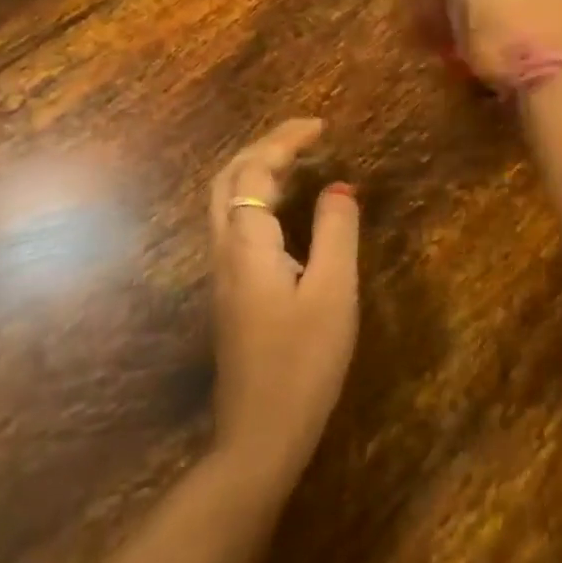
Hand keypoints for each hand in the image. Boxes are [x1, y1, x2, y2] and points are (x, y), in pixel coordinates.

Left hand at [208, 118, 358, 490]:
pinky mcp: (231, 294)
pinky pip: (235, 224)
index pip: (254, 171)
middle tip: (304, 137)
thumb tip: (338, 186)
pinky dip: (256, 197)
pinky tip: (285, 209)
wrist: (259, 437)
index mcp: (247, 245)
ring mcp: (223, 275)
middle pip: (226, 180)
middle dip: (262, 147)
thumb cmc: (303, 362)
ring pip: (224, 203)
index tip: (320, 125)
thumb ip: (336, 232)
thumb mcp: (332, 292)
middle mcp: (225, 252)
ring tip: (297, 161)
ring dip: (255, 171)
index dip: (284, 140)